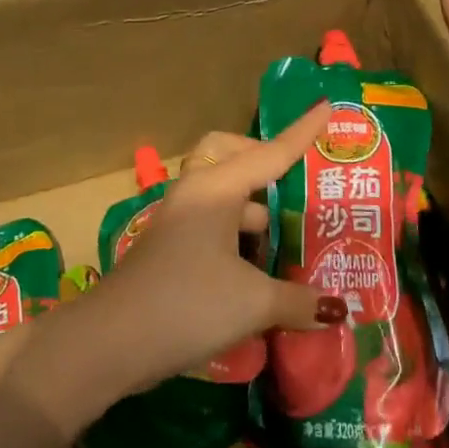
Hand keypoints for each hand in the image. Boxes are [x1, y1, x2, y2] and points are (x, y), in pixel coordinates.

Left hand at [91, 106, 345, 389]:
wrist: (109, 341)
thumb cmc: (186, 304)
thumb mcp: (252, 303)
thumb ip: (298, 301)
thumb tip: (339, 309)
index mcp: (216, 189)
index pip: (270, 152)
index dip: (302, 132)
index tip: (326, 106)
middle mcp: (197, 194)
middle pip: (230, 155)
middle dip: (263, 161)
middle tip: (296, 186)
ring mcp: (180, 220)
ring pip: (223, 194)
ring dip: (254, 207)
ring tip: (293, 234)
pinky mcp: (173, 248)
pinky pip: (214, 224)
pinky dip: (239, 236)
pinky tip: (263, 269)